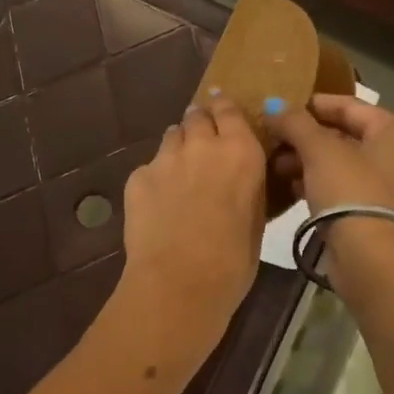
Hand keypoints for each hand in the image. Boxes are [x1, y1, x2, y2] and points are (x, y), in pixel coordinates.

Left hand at [118, 97, 265, 366]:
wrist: (179, 284)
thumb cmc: (233, 261)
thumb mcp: (256, 218)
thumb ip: (248, 185)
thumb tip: (241, 177)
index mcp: (241, 152)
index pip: (229, 109)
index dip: (225, 109)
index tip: (223, 115)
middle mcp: (203, 145)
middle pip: (197, 116)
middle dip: (200, 125)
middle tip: (203, 147)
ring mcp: (165, 158)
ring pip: (172, 136)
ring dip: (179, 147)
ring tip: (180, 174)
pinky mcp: (137, 177)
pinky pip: (150, 167)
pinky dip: (156, 178)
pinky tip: (158, 205)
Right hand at [266, 96, 393, 296]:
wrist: (372, 259)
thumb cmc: (351, 191)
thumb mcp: (319, 150)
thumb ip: (295, 123)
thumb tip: (272, 105)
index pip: (350, 105)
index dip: (314, 104)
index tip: (281, 105)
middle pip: (346, 134)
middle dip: (307, 136)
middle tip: (273, 137)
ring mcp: (392, 187)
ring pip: (343, 163)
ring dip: (308, 160)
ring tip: (275, 163)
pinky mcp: (377, 214)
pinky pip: (344, 188)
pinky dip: (319, 183)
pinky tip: (290, 186)